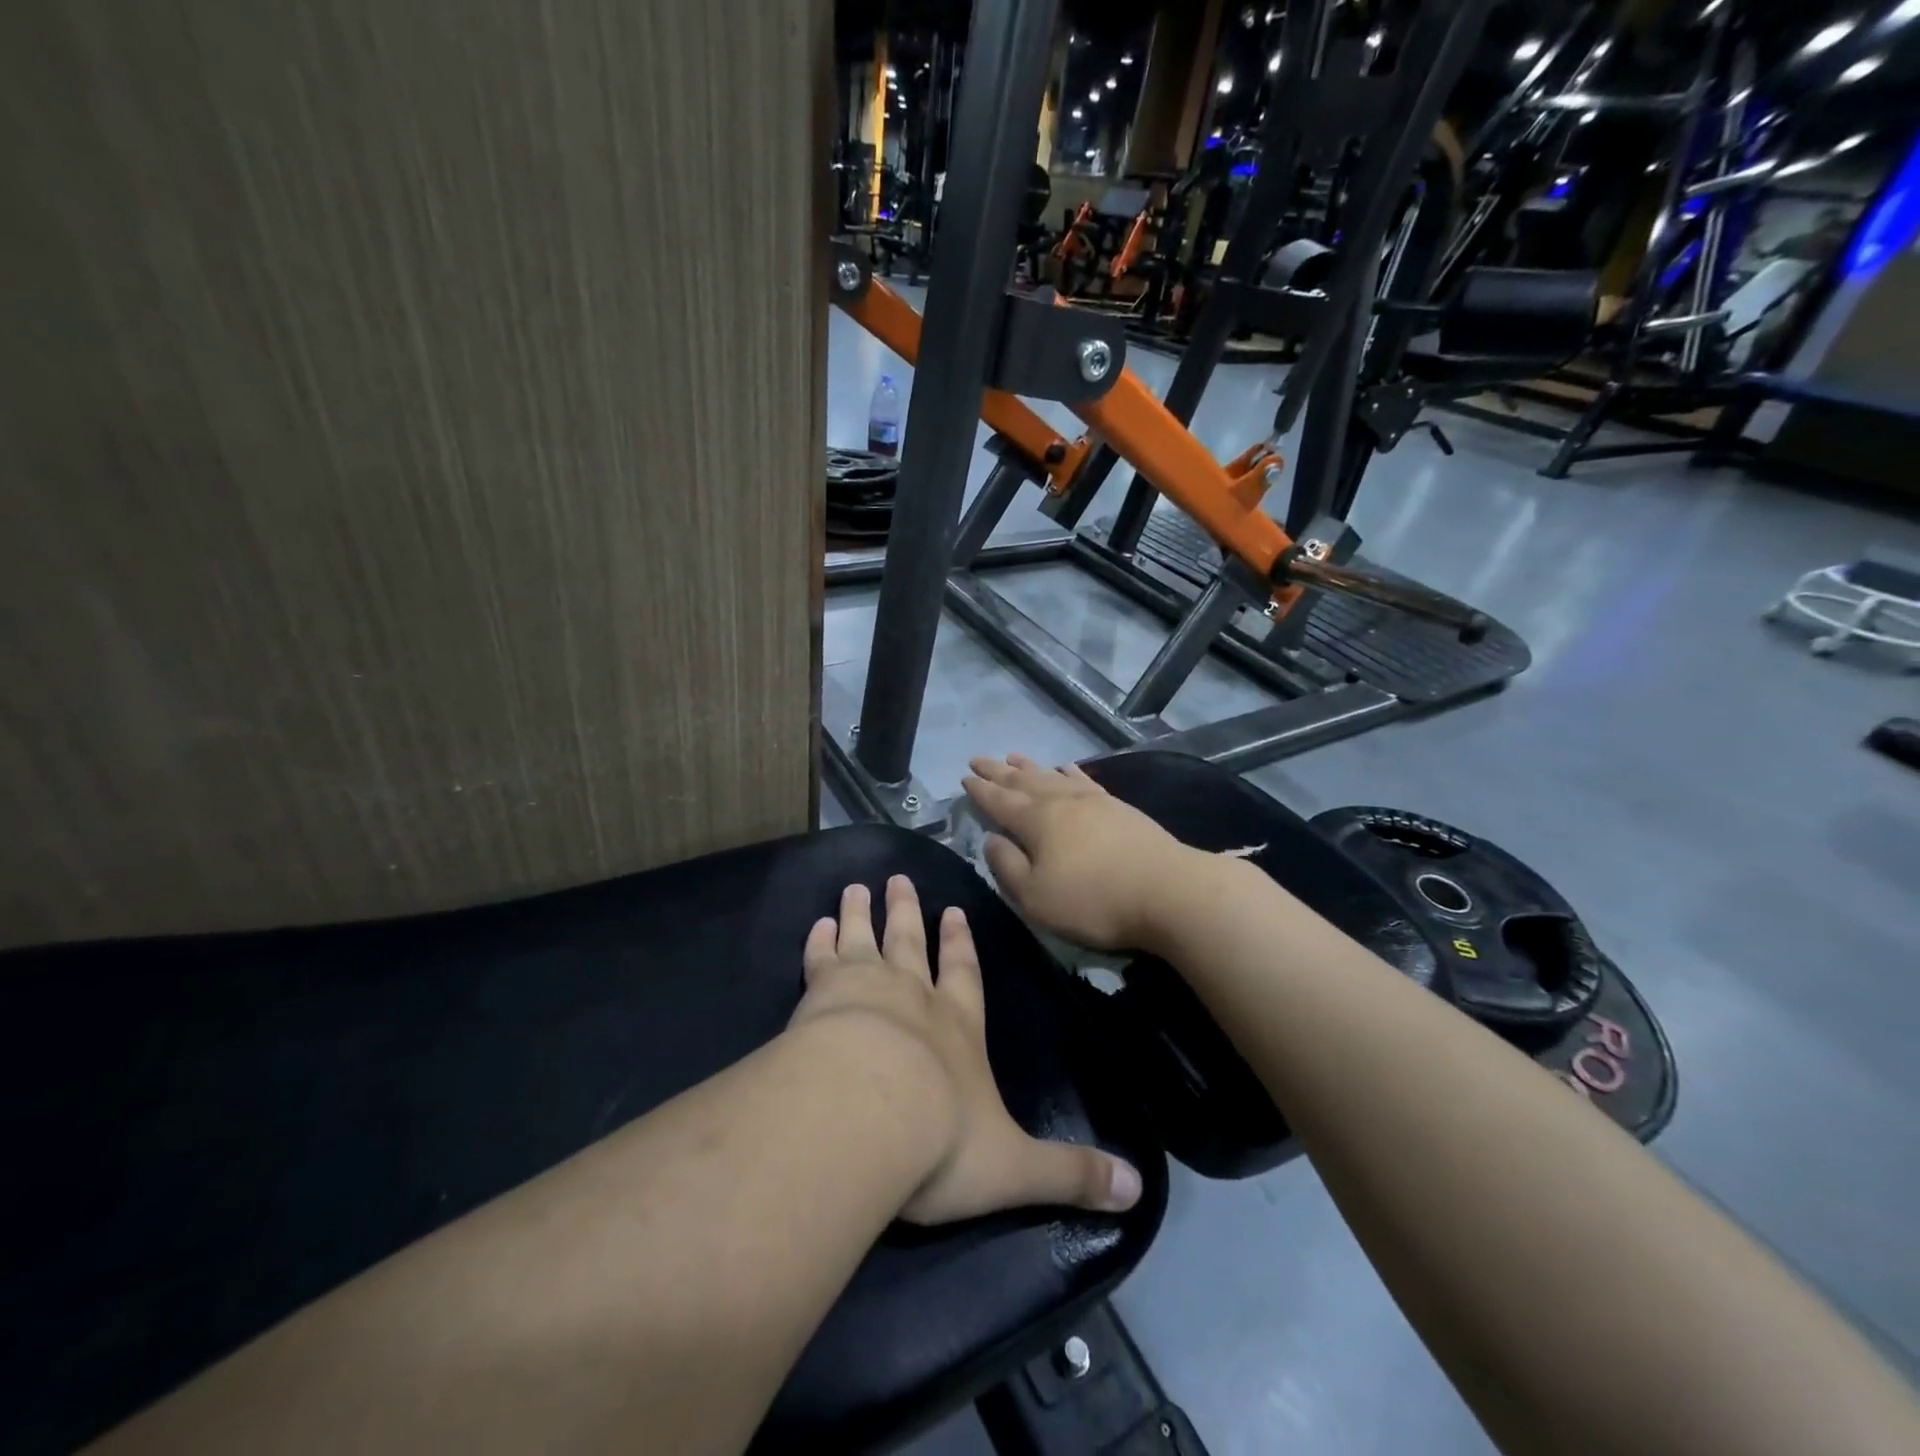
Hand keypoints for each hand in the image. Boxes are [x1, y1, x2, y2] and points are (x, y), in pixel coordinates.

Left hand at [790, 875, 1142, 1224]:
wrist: (867, 1120)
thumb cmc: (942, 1142)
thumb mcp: (1017, 1168)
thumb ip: (1071, 1175)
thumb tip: (1138, 1191)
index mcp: (959, 1029)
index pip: (965, 976)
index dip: (960, 945)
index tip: (953, 911)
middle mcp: (915, 998)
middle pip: (910, 944)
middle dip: (907, 913)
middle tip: (897, 879)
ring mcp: (866, 990)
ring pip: (865, 940)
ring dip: (861, 914)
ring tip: (855, 888)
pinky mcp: (821, 997)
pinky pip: (821, 960)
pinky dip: (819, 942)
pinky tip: (817, 925)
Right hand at [962, 754, 1202, 950]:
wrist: (1168, 892)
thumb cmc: (1093, 900)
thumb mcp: (1035, 896)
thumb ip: (1007, 867)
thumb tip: (991, 839)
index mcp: (1036, 821)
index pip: (1000, 801)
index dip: (980, 790)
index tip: (964, 777)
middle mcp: (1061, 801)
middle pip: (1023, 781)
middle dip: (998, 771)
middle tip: (979, 758)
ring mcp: (1093, 801)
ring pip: (1052, 776)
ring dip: (1031, 766)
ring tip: (1014, 755)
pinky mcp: (1119, 808)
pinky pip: (1084, 781)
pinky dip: (1070, 772)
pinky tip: (1066, 768)